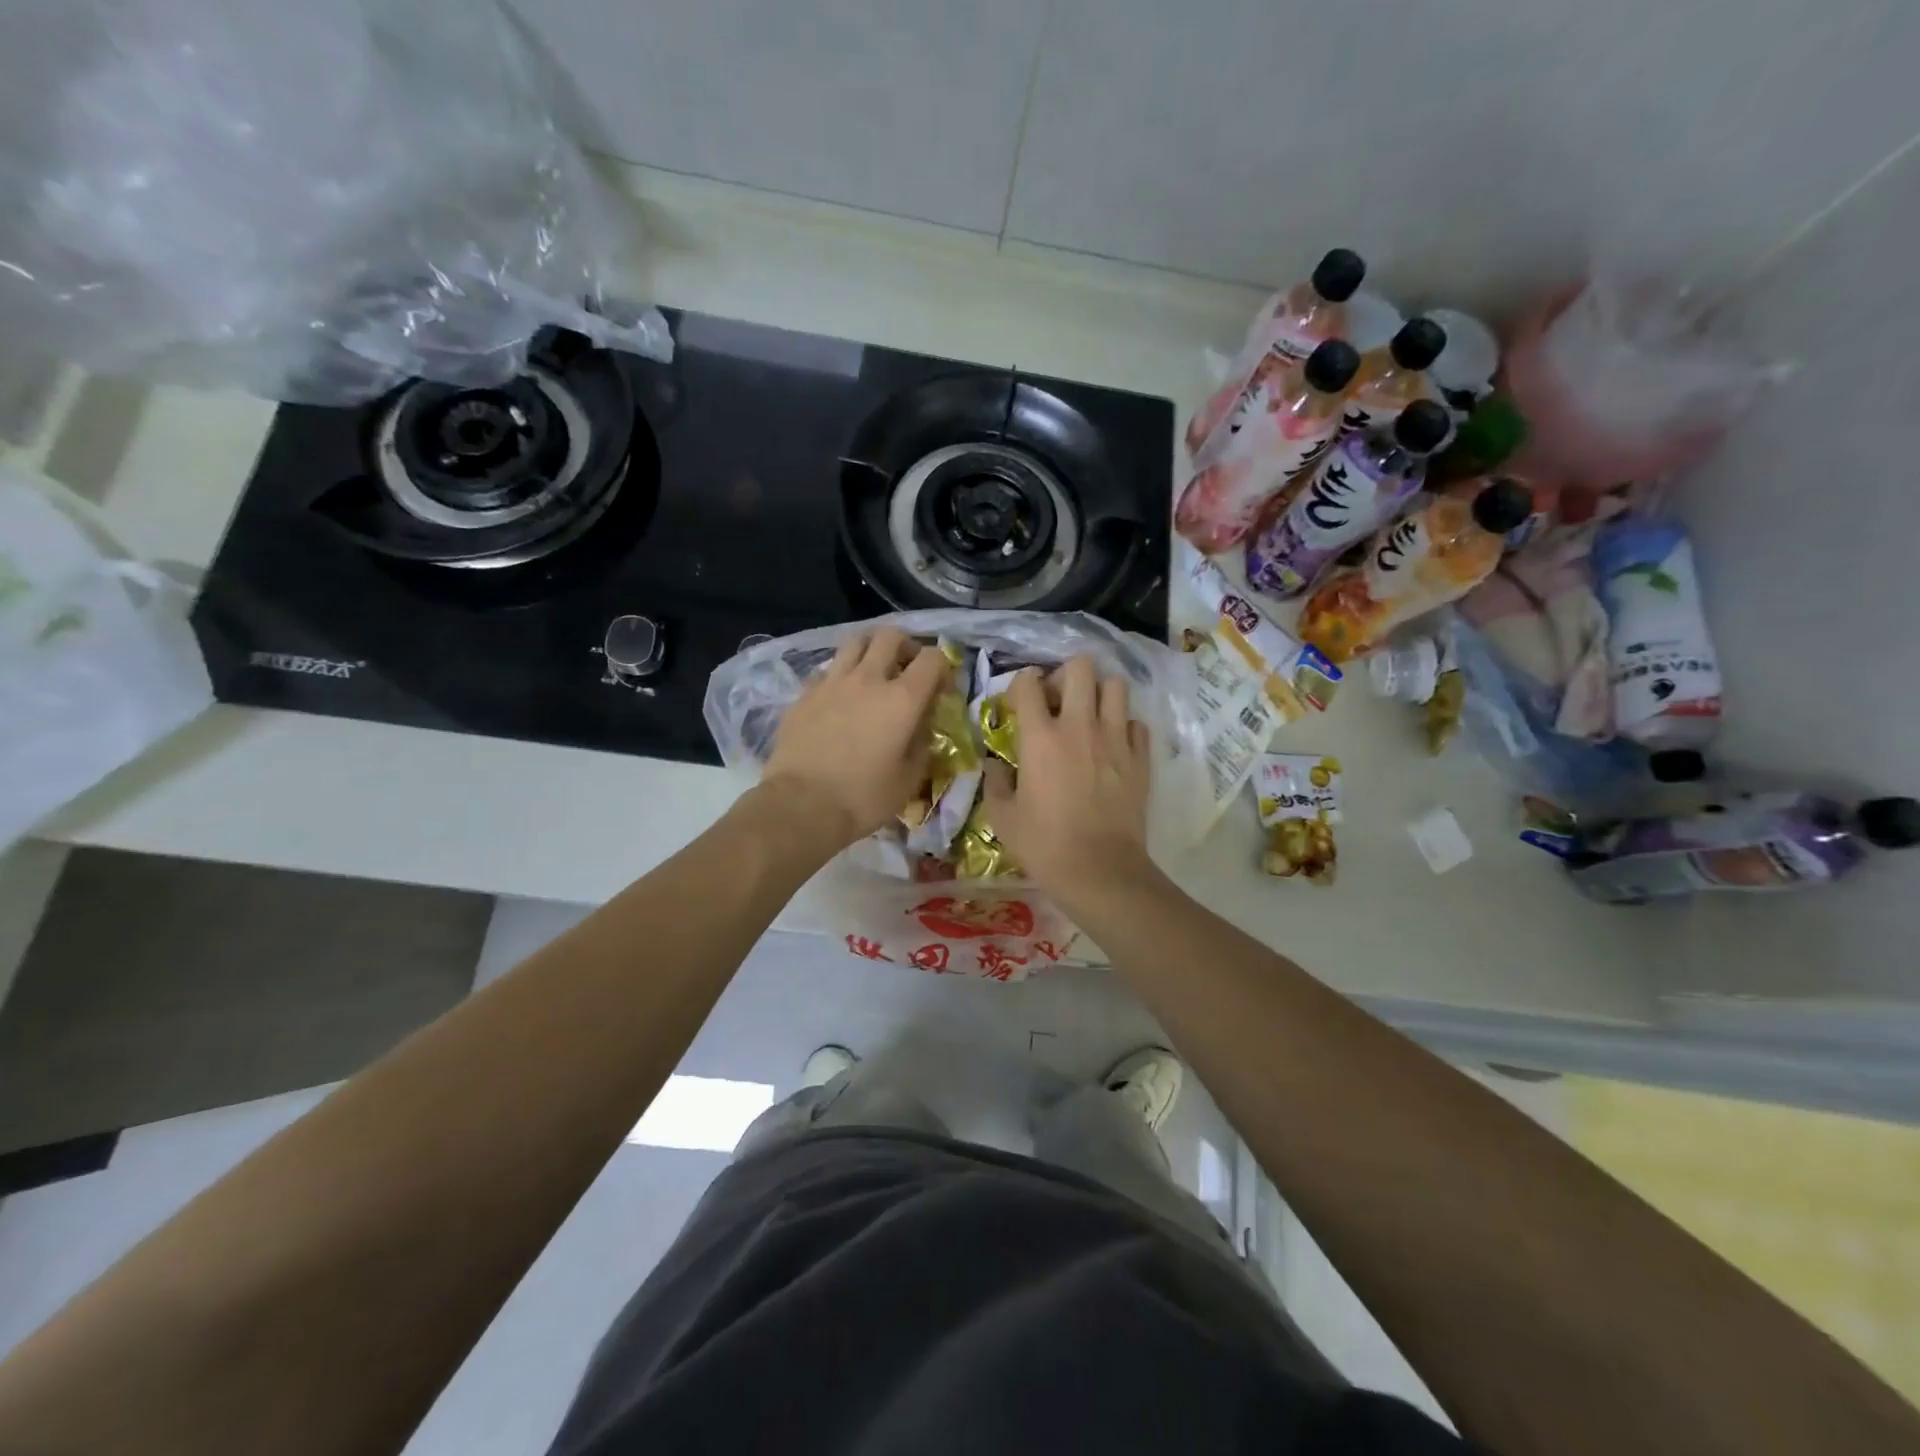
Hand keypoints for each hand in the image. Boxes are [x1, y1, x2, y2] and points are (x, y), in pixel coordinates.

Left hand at [761, 627, 949, 850]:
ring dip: (870, 650)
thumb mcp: (909, 779)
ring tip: (872, 673)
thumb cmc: (864, 797)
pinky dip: (840, 675)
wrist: (801, 806)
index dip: (942, 668)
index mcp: (903, 699)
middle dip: (905, 646)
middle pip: (891, 635)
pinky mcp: (804, 693)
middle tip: (907, 669)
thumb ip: (922, 744)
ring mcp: (832, 682)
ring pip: (855, 642)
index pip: (933, 658)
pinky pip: (828, 669)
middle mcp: (868, 679)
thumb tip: (921, 726)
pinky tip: (840, 698)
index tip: (941, 690)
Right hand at [982, 655, 1153, 898]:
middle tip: (1059, 699)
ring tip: (1090, 713)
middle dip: (1066, 674)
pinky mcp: (1140, 758)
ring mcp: (1115, 739)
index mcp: (1040, 737)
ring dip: (1100, 692)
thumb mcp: (1002, 818)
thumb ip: (995, 783)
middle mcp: (1080, 726)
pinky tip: (1114, 744)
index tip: (1020, 699)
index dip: (1022, 683)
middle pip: (1080, 668)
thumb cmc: (1044, 845)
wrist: (1100, 871)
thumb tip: (993, 766)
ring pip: (1116, 686)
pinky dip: (1124, 726)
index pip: (1029, 684)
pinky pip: (1136, 724)